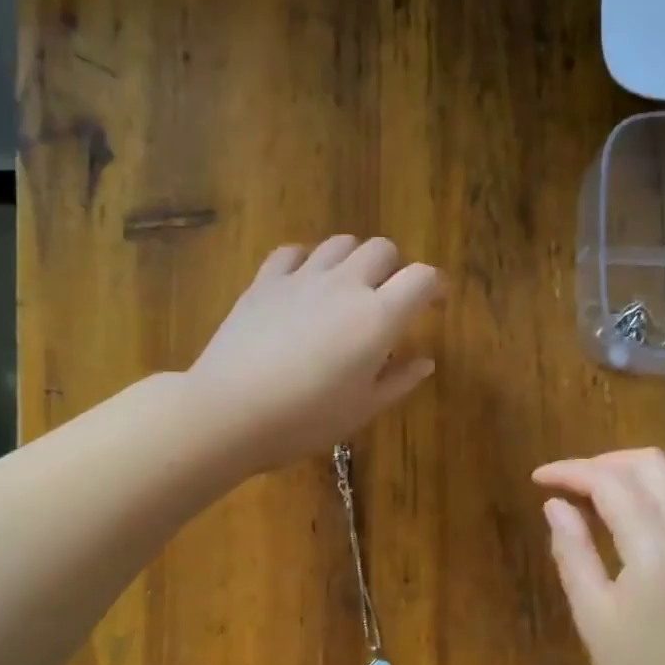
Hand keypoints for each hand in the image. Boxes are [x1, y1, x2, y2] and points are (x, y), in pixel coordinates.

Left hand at [189, 236, 441, 469]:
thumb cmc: (306, 420)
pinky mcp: (265, 281)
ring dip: (353, 260)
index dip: (434, 286)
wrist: (230, 412)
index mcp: (378, 318)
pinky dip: (307, 261)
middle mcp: (345, 285)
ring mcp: (302, 278)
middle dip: (394, 269)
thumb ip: (399, 381)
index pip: (422, 278)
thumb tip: (425, 361)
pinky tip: (303, 285)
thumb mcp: (363, 409)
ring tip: (347, 290)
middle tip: (388, 300)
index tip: (435, 302)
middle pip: (383, 249)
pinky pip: (293, 252)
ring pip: (340, 244)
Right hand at [533, 449, 664, 664]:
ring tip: (585, 499)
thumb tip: (554, 506)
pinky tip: (617, 521)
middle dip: (602, 462)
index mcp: (655, 547)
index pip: (610, 482)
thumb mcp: (593, 616)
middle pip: (650, 464)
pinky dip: (645, 496)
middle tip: (565, 485)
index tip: (537, 478)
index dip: (571, 471)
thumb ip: (572, 553)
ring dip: (625, 476)